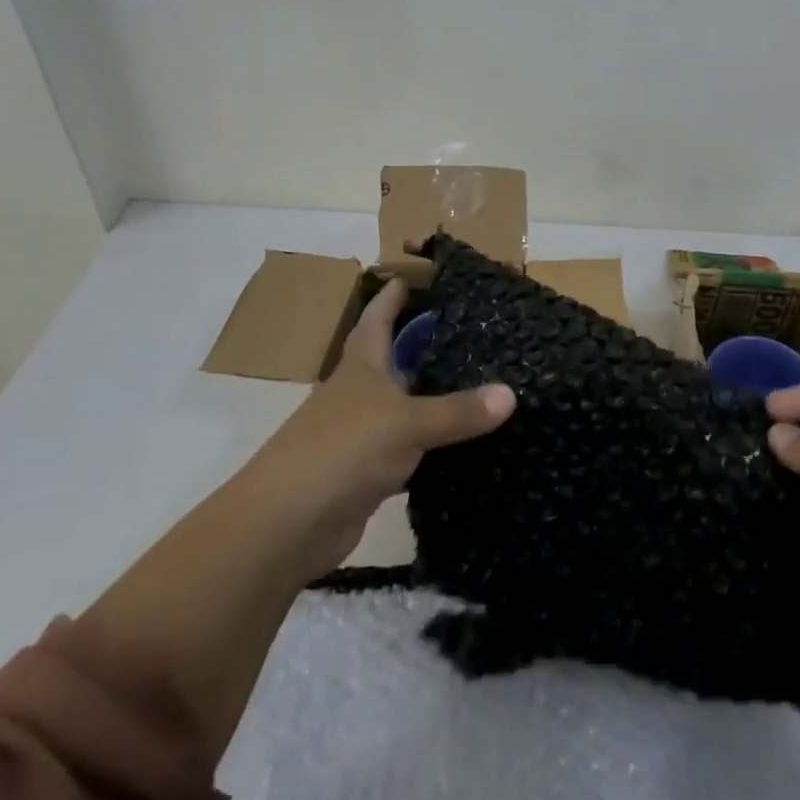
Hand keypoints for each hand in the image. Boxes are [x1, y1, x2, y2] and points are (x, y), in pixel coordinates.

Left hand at [250, 279, 515, 582]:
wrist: (287, 524)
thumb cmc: (343, 450)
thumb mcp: (407, 423)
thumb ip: (458, 411)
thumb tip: (511, 394)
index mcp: (361, 365)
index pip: (378, 317)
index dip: (394, 294)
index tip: (418, 274)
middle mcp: (359, 393)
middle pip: (392, 359)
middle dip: (422, 343)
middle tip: (469, 329)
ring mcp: (361, 435)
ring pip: (404, 406)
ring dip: (431, 396)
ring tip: (478, 381)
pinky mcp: (367, 474)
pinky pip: (408, 451)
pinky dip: (431, 447)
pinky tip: (464, 445)